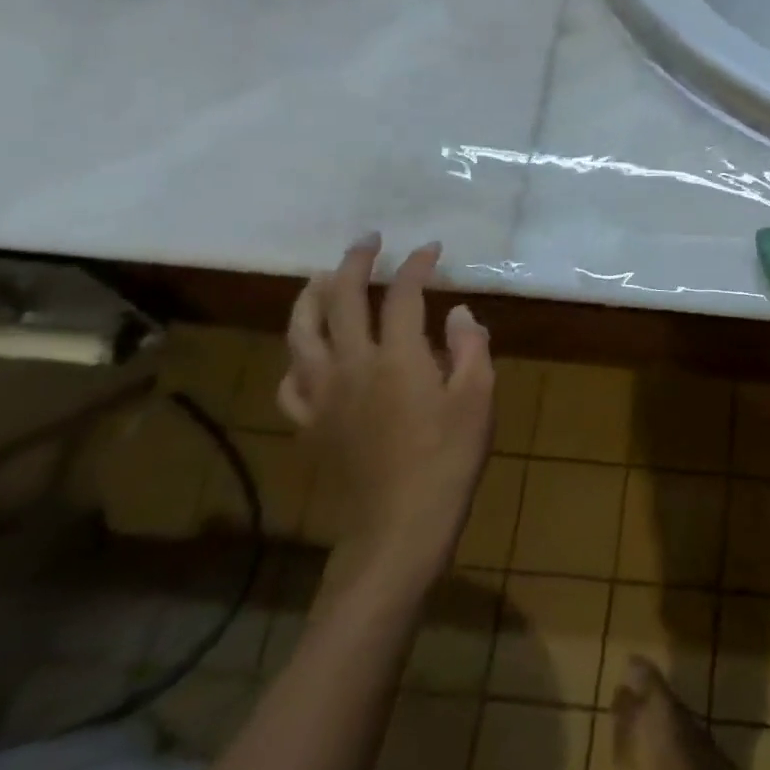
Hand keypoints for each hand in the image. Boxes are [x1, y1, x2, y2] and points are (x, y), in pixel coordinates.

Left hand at [280, 234, 494, 595]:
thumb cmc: (449, 459)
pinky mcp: (309, 424)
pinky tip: (307, 354)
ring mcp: (323, 395)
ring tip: (321, 278)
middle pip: (340, 299)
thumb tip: (458, 312)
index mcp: (397, 356)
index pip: (402, 293)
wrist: (399, 526)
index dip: (416, 264)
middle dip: (355, 262)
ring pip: (301, 333)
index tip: (430, 249)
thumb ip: (469, 347)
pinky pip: (291, 382)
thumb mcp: (478, 398)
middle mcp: (351, 365)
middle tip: (368, 242)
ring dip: (310, 297)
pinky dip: (297, 358)